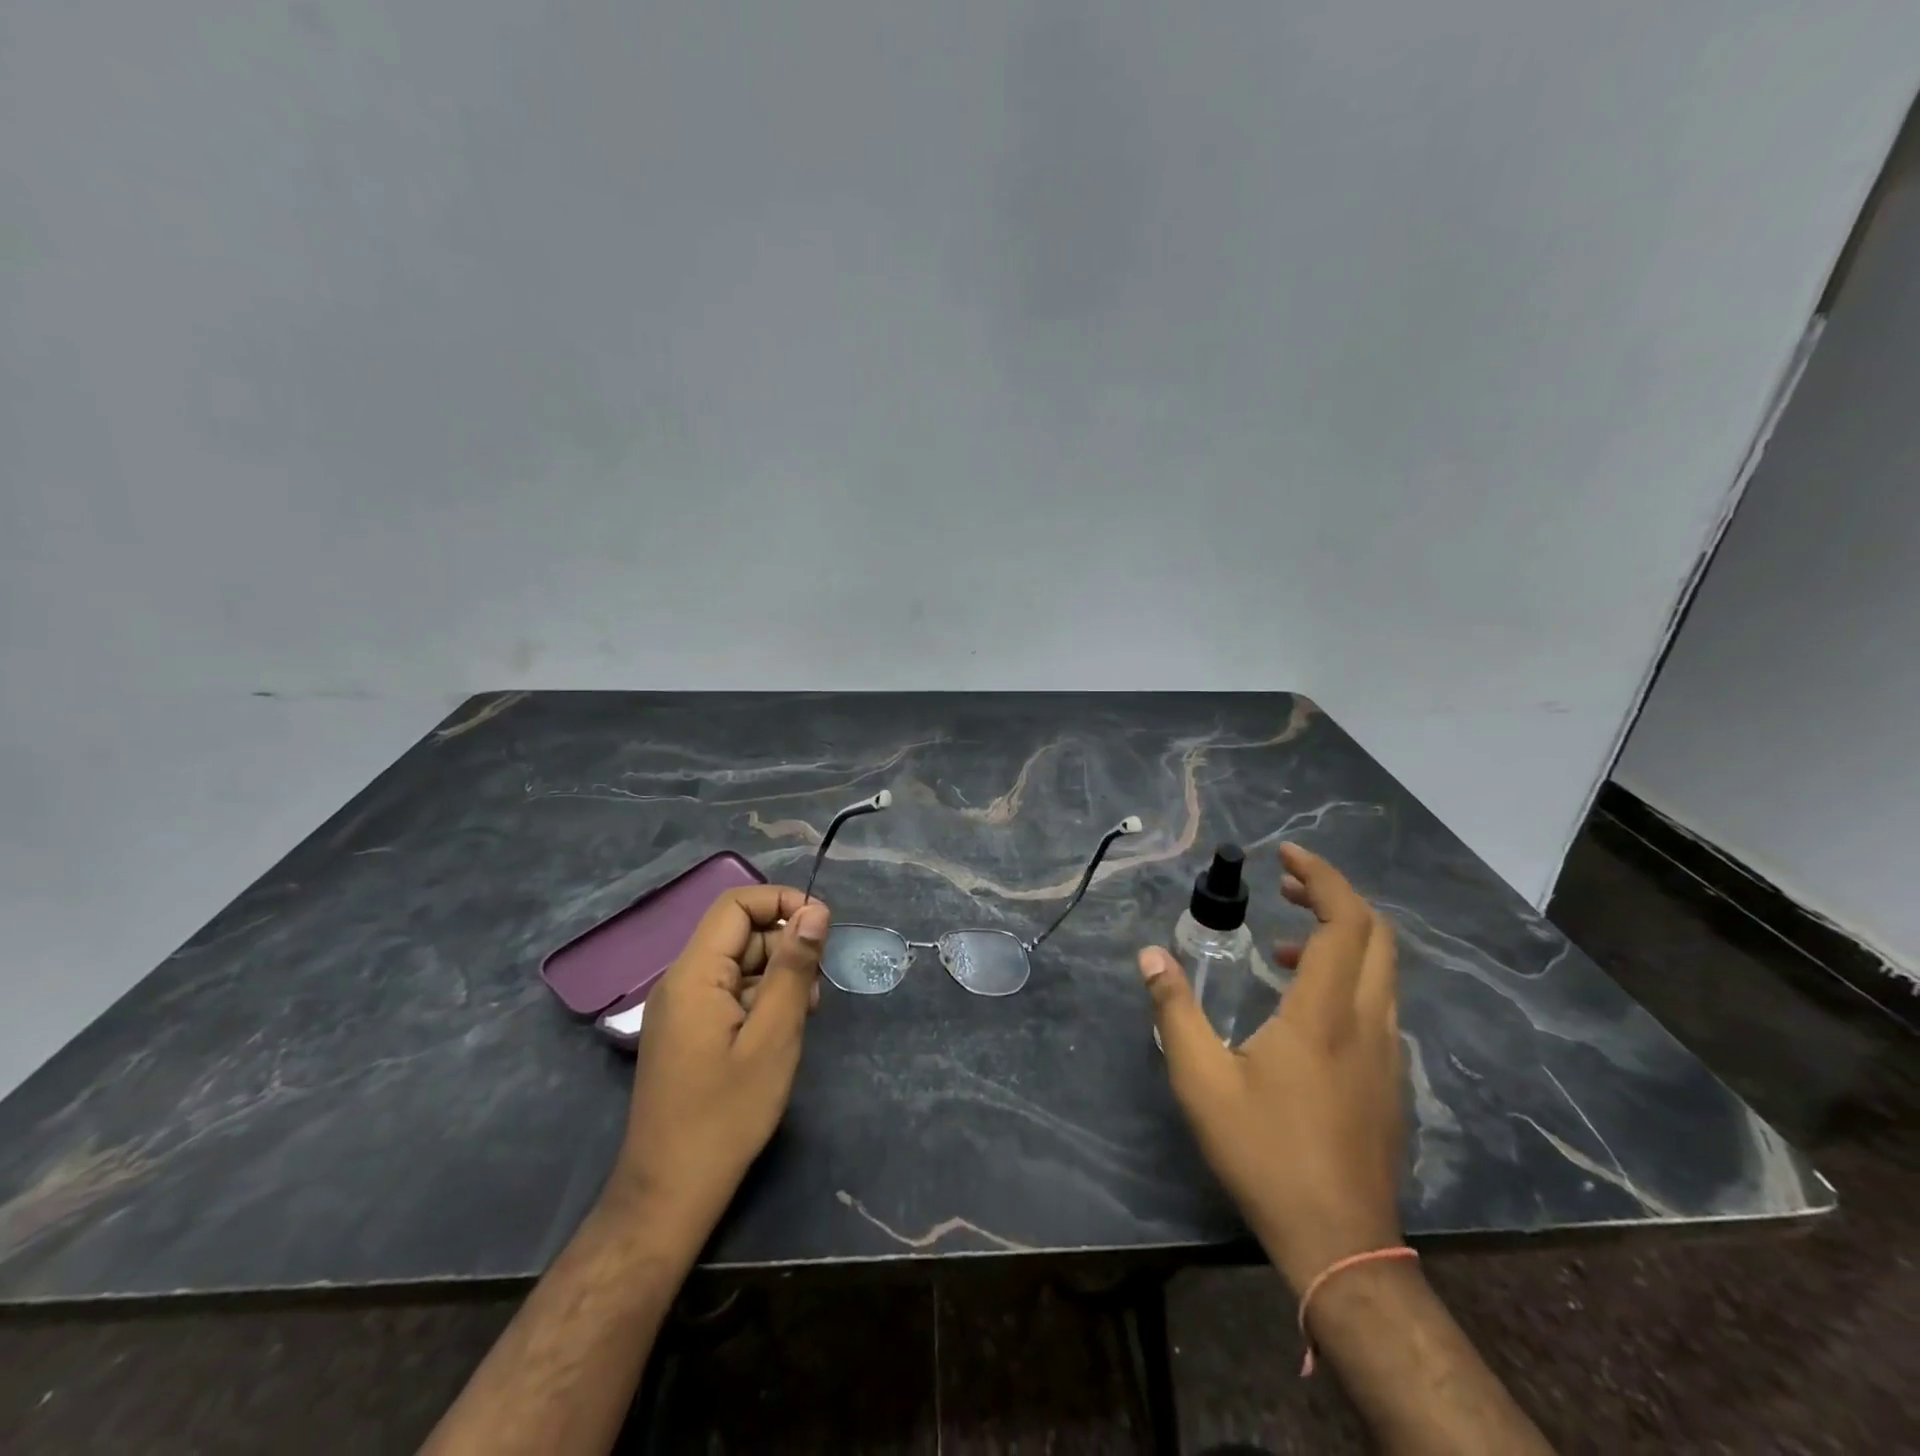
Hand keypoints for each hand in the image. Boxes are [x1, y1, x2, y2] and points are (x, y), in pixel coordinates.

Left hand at [606, 886, 830, 1247]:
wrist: (670, 1192)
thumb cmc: (727, 1113)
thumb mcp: (774, 1035)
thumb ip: (793, 966)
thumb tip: (814, 910)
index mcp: (694, 973)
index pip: (736, 904)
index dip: (781, 902)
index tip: (822, 928)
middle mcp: (681, 980)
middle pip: (739, 933)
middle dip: (784, 946)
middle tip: (815, 990)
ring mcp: (681, 1007)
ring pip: (738, 963)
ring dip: (777, 976)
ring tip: (801, 1016)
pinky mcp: (687, 1030)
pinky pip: (728, 992)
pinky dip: (760, 999)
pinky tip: (780, 1032)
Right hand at [1139, 844, 1403, 1292]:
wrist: (1339, 1243)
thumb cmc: (1265, 1154)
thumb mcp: (1201, 1080)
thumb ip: (1174, 1010)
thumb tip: (1150, 955)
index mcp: (1324, 1013)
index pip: (1344, 921)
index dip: (1321, 877)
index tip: (1285, 856)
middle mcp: (1368, 1021)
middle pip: (1376, 934)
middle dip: (1334, 895)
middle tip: (1286, 884)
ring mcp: (1388, 1052)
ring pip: (1382, 968)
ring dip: (1341, 935)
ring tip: (1283, 940)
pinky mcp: (1391, 1079)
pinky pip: (1377, 1000)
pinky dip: (1346, 974)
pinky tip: (1301, 1002)